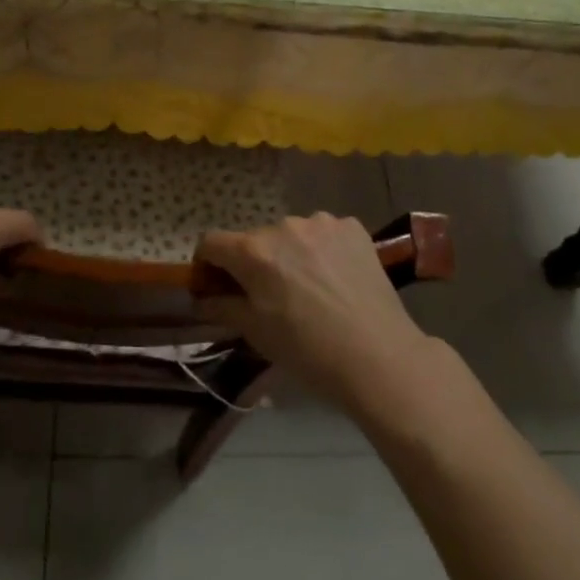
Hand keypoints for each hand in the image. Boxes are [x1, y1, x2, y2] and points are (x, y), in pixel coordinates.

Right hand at [193, 214, 433, 414]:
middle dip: (254, 263)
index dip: (207, 263)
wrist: (379, 357)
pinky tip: (336, 279)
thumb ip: (222, 307)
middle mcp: (284, 225)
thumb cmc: (308, 350)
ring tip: (310, 288)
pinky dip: (322, 250)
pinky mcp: (353, 227)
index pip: (211, 241)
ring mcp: (321, 222)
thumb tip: (200, 299)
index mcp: (254, 251)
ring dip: (290, 254)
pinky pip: (324, 233)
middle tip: (270, 296)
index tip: (217, 285)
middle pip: (255, 239)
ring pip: (292, 235)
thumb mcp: (256, 332)